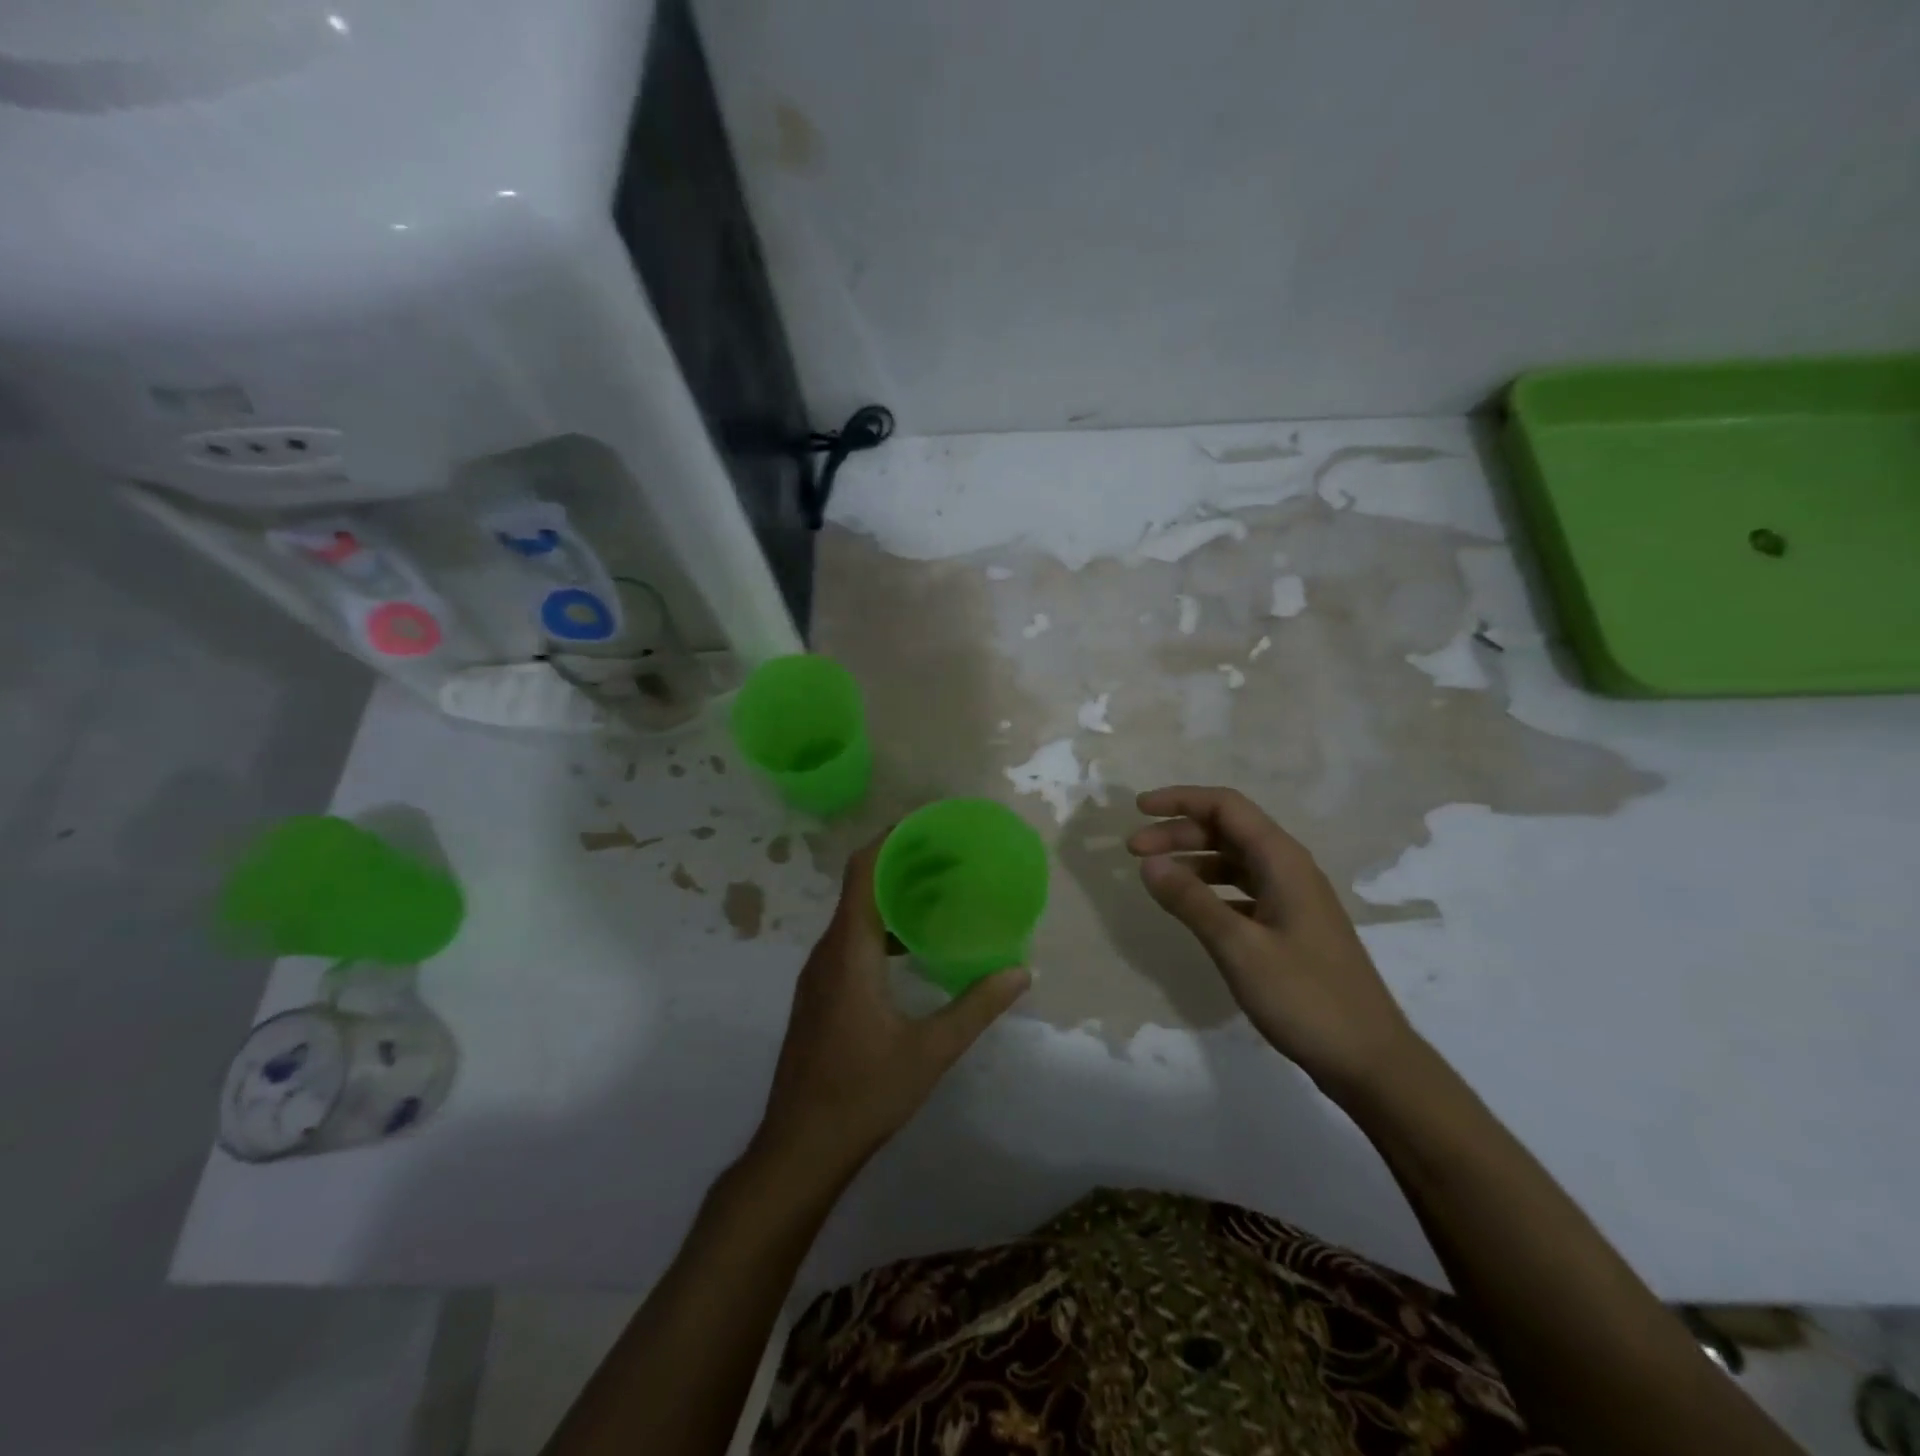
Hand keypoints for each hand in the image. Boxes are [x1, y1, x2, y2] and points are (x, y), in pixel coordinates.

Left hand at [753, 835, 1029, 1181]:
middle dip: (901, 865)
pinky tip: (912, 948)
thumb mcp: (930, 1051)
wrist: (799, 1147)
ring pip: (854, 916)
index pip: (863, 872)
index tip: (927, 825)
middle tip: (948, 856)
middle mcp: (828, 952)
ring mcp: (819, 975)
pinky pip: (850, 941)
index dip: (890, 840)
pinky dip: (881, 928)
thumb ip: (976, 1007)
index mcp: (849, 951)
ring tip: (937, 894)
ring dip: (891, 898)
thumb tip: (1021, 972)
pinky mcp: (819, 995)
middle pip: (861, 887)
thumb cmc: (863, 1093)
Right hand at [1127, 785, 1417, 1097]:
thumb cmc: (1305, 997)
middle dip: (1178, 832)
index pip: (1226, 806)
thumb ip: (1191, 901)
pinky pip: (1243, 889)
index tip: (1138, 810)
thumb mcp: (1238, 947)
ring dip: (1192, 859)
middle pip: (1228, 830)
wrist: (1369, 1059)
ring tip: (1155, 877)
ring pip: (1234, 860)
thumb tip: (1148, 862)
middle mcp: (1289, 869)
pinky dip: (1210, 888)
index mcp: (1282, 861)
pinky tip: (1191, 908)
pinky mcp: (1291, 926)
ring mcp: (1293, 898)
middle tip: (1133, 851)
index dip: (1180, 800)